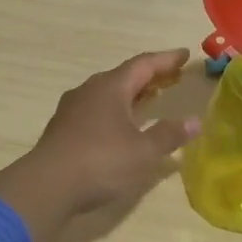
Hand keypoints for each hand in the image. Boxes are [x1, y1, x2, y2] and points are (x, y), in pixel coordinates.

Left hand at [0, 50, 199, 241]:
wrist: (46, 187)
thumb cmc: (100, 162)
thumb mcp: (143, 152)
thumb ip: (169, 135)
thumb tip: (195, 121)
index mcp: (111, 87)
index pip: (144, 64)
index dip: (166, 59)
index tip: (184, 54)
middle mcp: (90, 90)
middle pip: (125, 75)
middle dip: (150, 76)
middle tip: (172, 77)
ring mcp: (73, 109)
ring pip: (108, 92)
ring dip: (132, 93)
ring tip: (150, 98)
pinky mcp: (63, 128)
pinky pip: (97, 109)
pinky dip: (116, 110)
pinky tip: (122, 125)